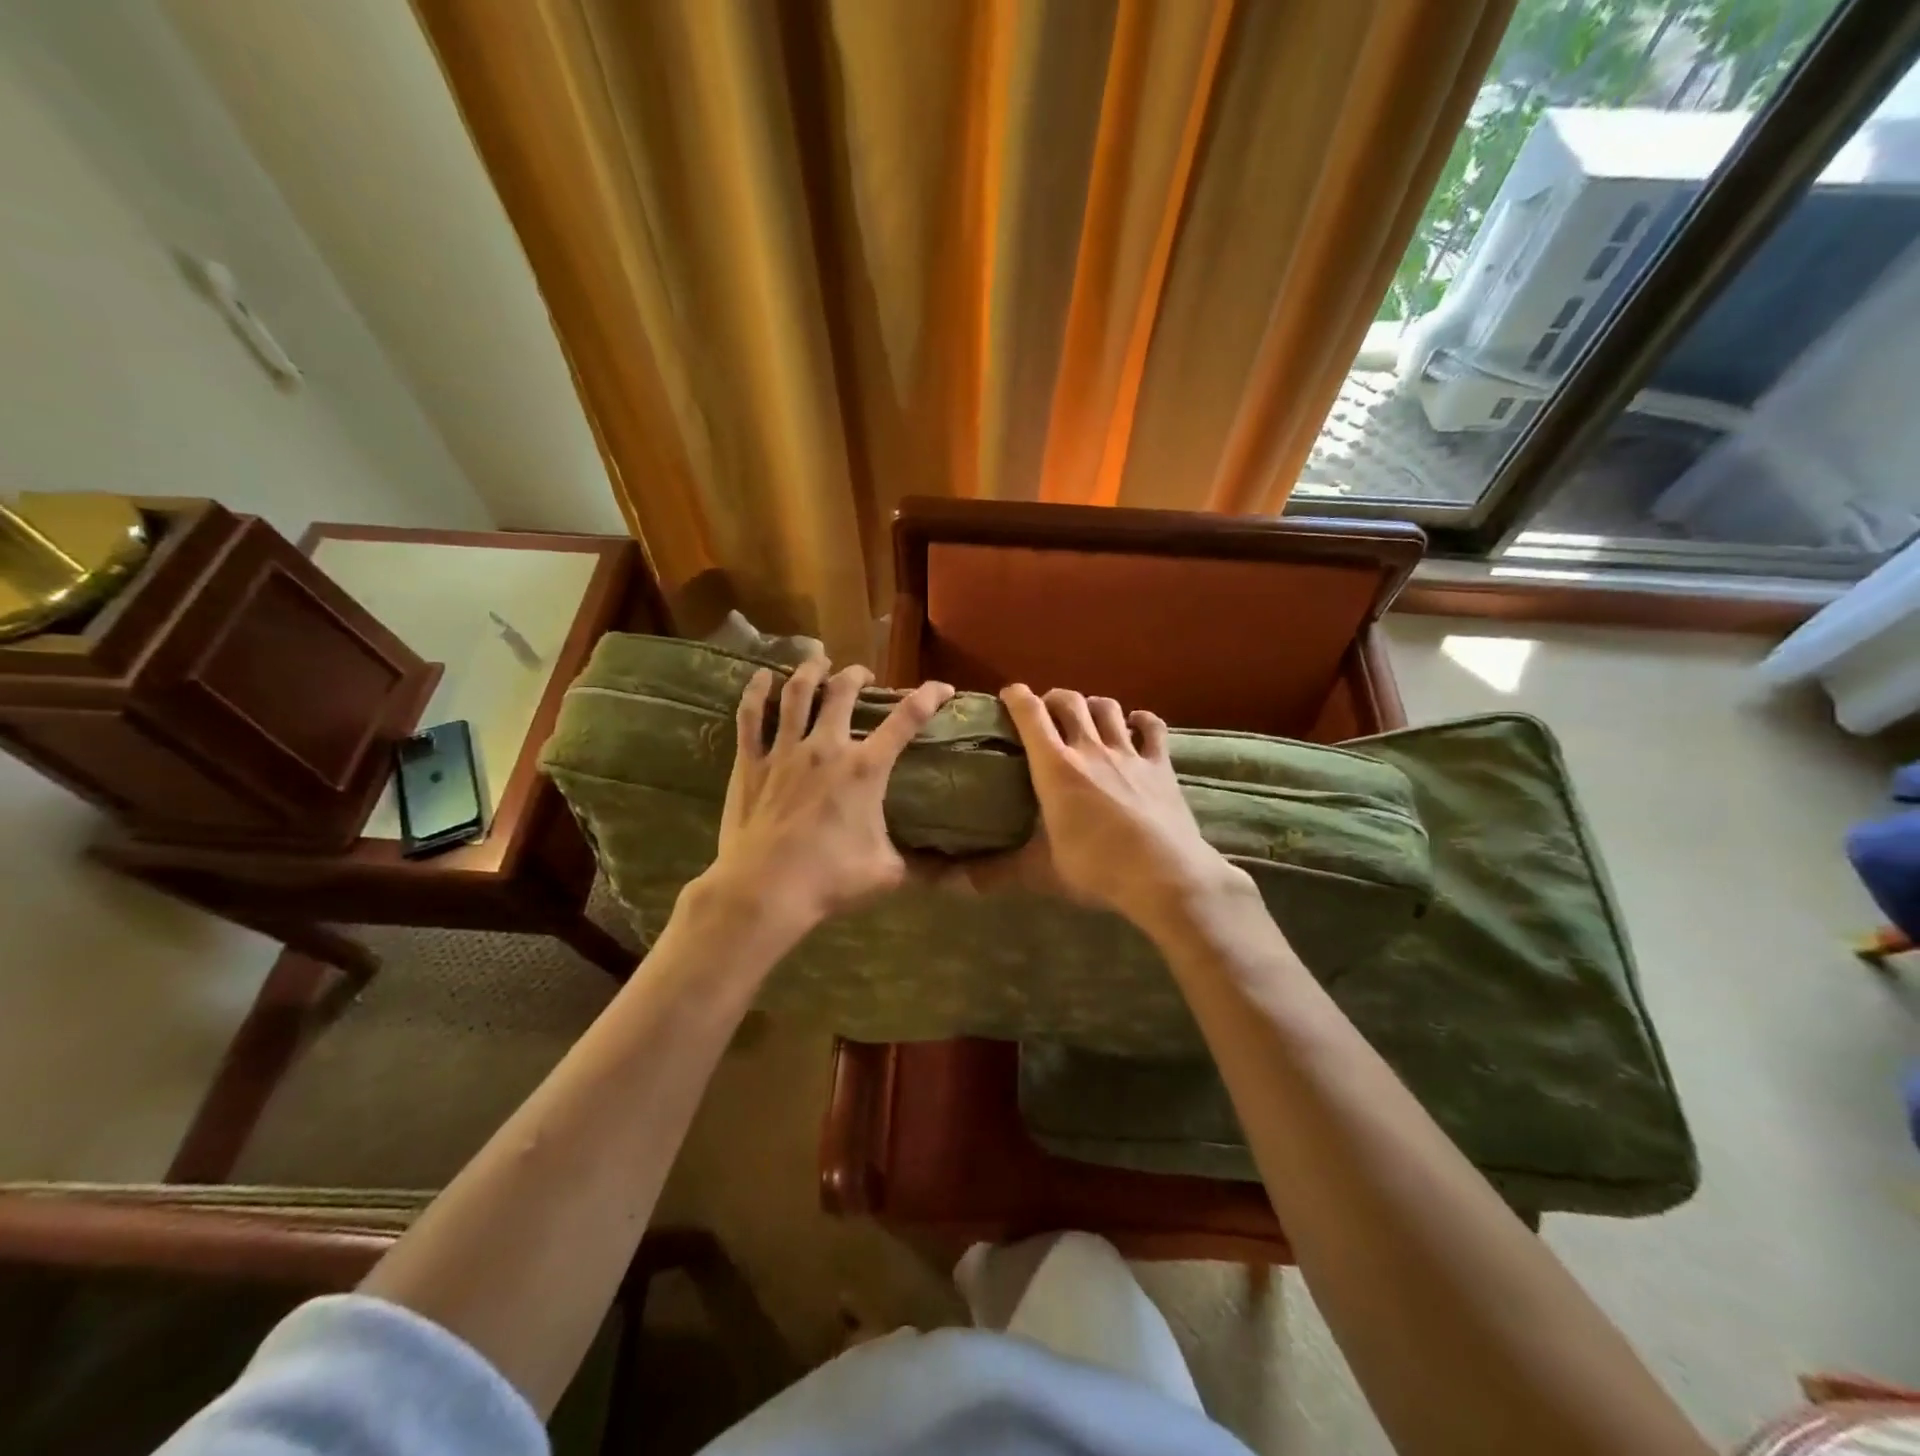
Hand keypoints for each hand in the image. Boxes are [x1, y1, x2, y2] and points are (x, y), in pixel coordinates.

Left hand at [689, 657, 953, 948]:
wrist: (764, 890)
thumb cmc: (829, 880)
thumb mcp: (887, 873)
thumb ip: (922, 865)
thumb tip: (958, 876)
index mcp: (864, 770)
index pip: (905, 721)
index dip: (928, 697)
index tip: (942, 688)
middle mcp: (826, 748)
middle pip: (842, 693)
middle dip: (856, 675)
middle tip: (862, 676)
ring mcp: (784, 752)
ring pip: (797, 694)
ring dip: (810, 671)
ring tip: (818, 660)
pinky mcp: (750, 763)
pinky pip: (750, 717)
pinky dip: (755, 692)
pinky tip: (762, 676)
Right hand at [995, 684, 1249, 934]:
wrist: (1165, 876)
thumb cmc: (1097, 870)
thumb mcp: (1040, 873)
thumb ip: (996, 873)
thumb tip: (952, 883)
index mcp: (1055, 768)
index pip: (1031, 714)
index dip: (1017, 697)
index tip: (1008, 696)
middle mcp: (1090, 749)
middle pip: (1069, 701)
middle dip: (1053, 699)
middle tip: (1046, 713)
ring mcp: (1129, 753)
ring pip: (1108, 707)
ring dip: (1092, 706)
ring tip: (1086, 718)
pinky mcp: (1161, 764)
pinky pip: (1152, 727)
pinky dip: (1141, 721)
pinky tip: (1135, 725)